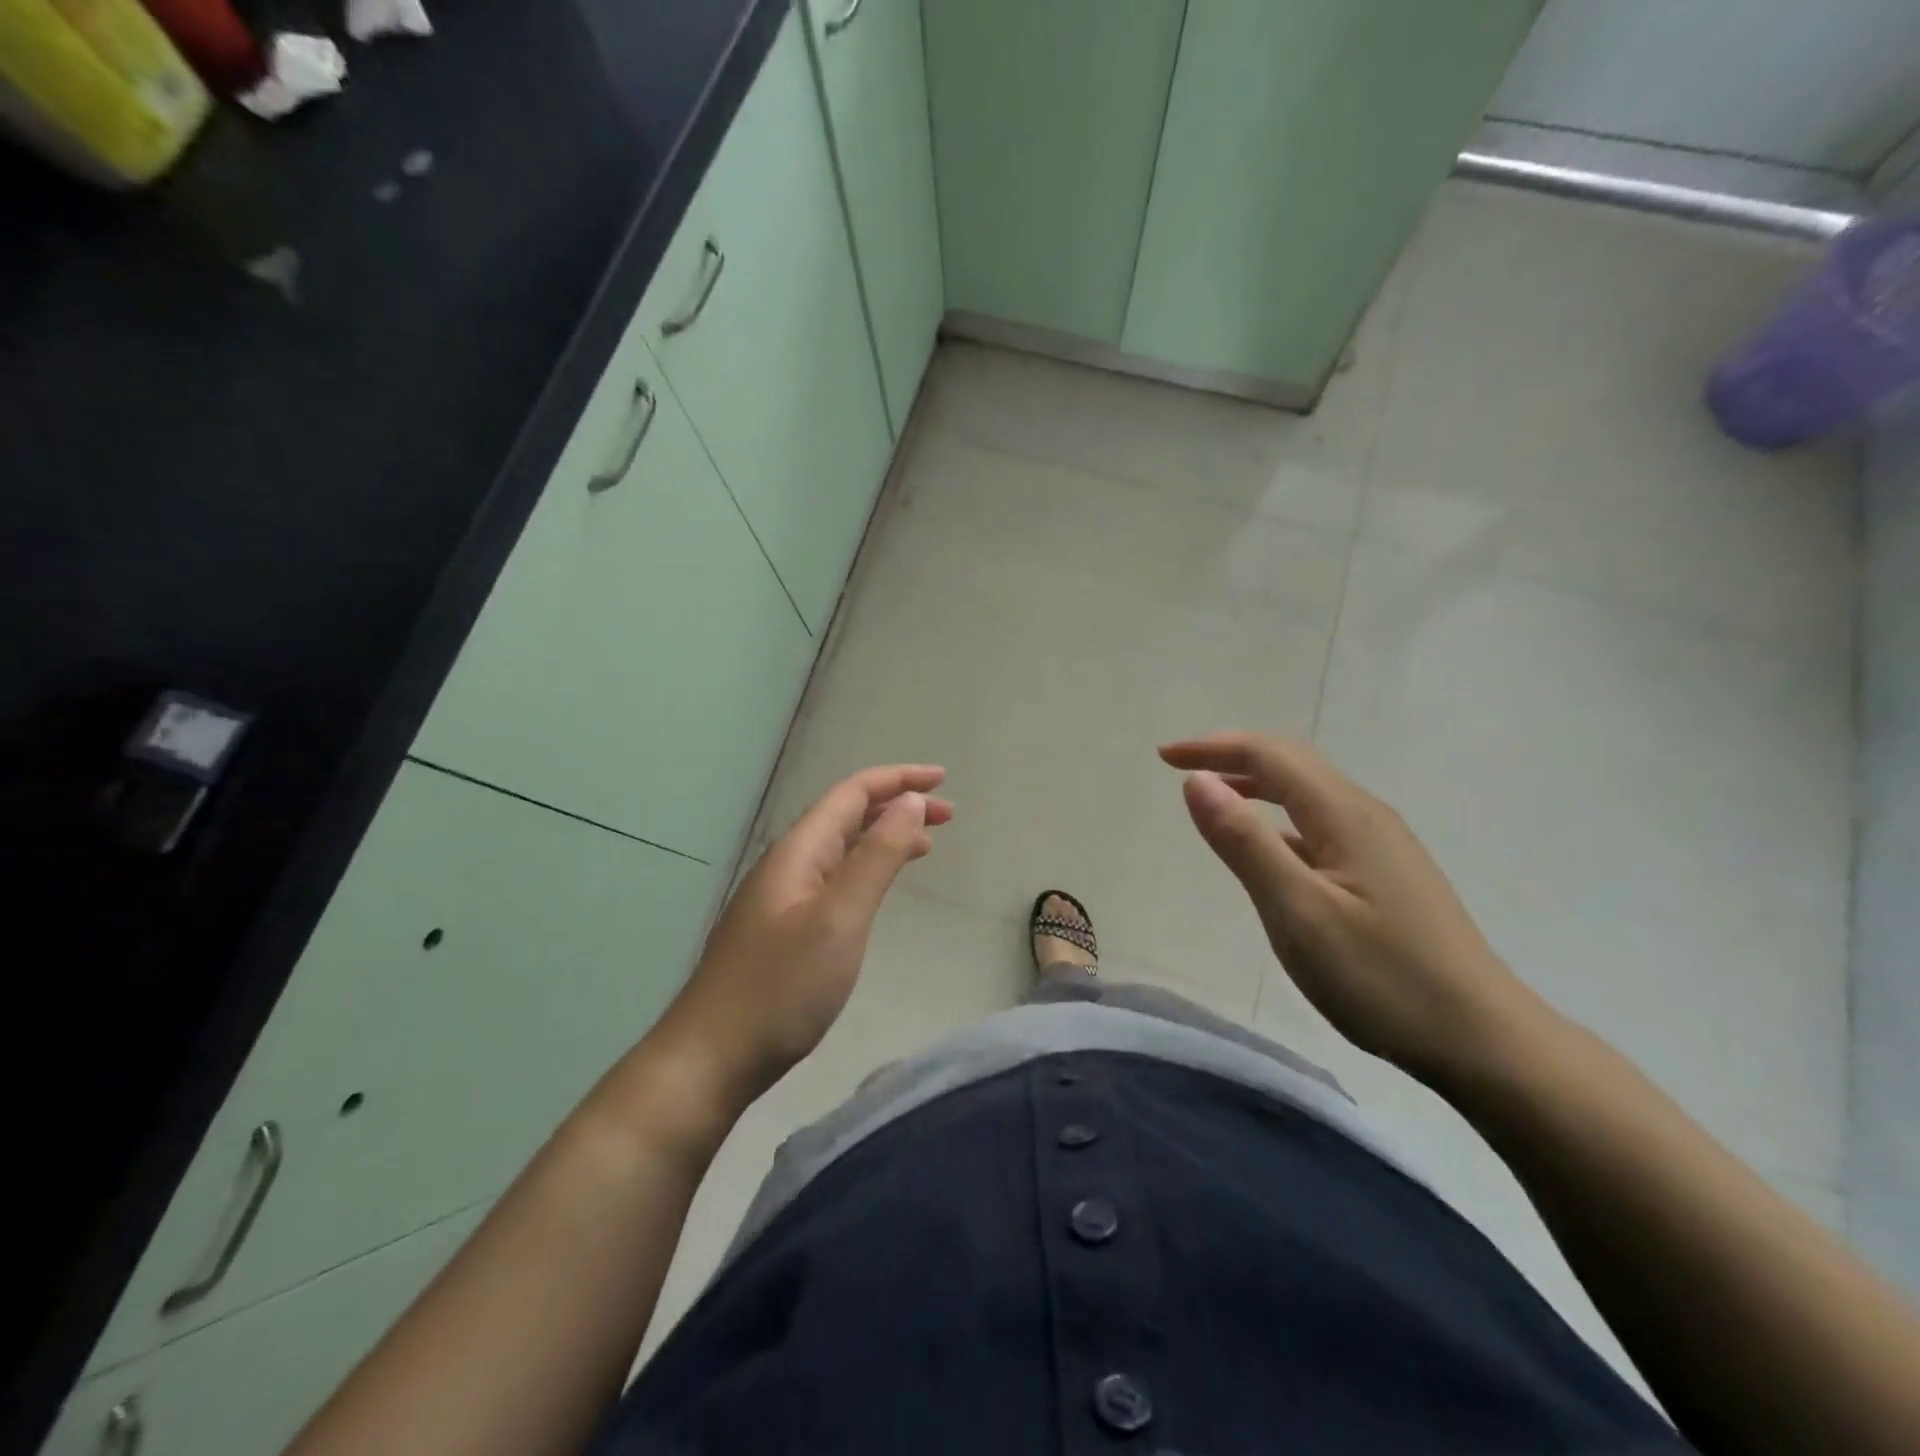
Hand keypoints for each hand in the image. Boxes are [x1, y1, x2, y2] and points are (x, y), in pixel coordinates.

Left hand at [656, 766, 952, 1108]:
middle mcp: (788, 864)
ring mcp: (781, 897)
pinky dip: (866, 870)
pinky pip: (833, 879)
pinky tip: (877, 889)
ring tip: (926, 845)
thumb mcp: (840, 917)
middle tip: (948, 816)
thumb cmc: (781, 988)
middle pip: (847, 815)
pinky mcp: (782, 928)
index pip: (853, 793)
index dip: (898, 779)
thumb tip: (909, 802)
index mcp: (799, 851)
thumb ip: (877, 856)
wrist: (711, 1058)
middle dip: (896, 806)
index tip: (942, 780)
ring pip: (841, 848)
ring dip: (884, 837)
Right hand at [1160, 733, 1547, 1083]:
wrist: (1483, 1041)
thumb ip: (1244, 842)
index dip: (1214, 748)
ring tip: (1216, 796)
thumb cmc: (1381, 977)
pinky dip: (1281, 819)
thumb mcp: (1297, 911)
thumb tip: (1197, 781)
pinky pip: (1322, 825)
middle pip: (1293, 764)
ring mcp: (1383, 846)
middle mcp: (1366, 816)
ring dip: (1257, 784)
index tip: (1163, 757)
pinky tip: (1270, 850)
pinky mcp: (1388, 875)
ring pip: (1310, 794)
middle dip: (1233, 756)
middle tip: (1182, 767)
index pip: (1270, 756)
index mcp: (1344, 815)